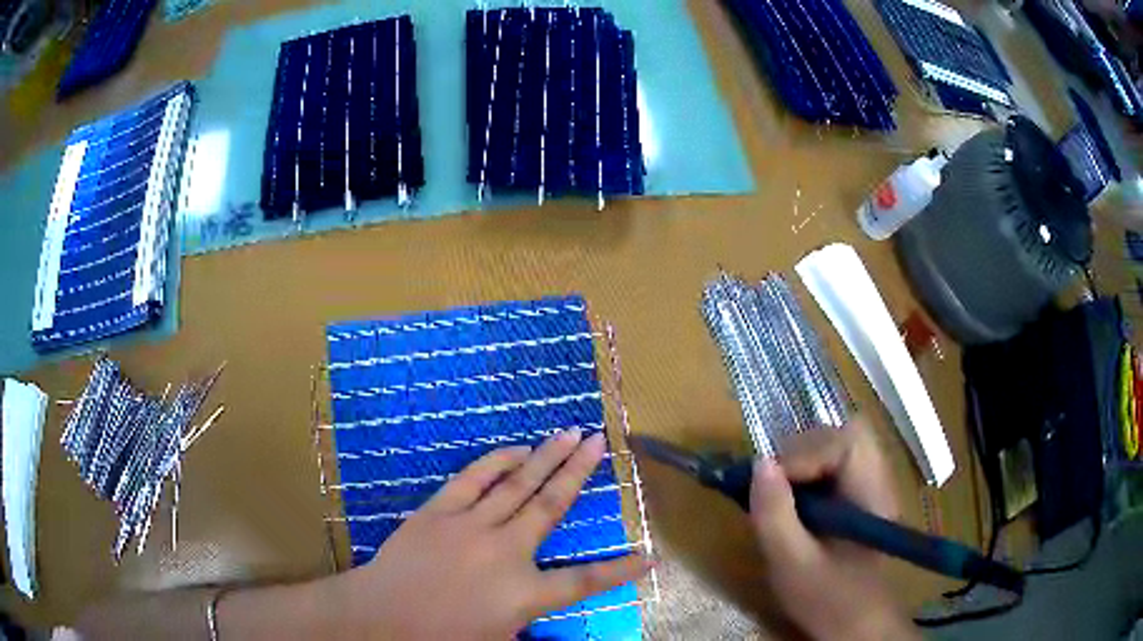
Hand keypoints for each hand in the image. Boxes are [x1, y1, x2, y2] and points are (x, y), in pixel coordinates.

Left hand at [333, 429, 649, 639]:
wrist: (380, 618)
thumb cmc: (440, 638)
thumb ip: (531, 629)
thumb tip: (554, 627)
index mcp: (524, 593)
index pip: (586, 580)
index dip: (622, 569)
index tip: (651, 556)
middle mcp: (506, 552)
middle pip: (552, 506)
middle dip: (580, 472)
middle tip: (600, 441)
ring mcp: (471, 526)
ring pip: (518, 484)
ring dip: (546, 456)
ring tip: (569, 432)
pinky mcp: (439, 512)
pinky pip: (473, 479)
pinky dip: (498, 462)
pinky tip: (517, 449)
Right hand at [750, 419, 917, 640]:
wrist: (855, 626)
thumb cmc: (827, 599)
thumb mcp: (792, 564)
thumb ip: (775, 515)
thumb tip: (758, 463)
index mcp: (871, 494)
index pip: (846, 443)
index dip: (805, 453)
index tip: (770, 482)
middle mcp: (877, 480)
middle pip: (845, 435)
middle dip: (803, 451)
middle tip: (773, 484)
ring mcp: (871, 487)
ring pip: (838, 448)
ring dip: (803, 462)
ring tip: (781, 495)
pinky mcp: (859, 498)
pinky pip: (834, 468)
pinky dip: (808, 476)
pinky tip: (794, 505)